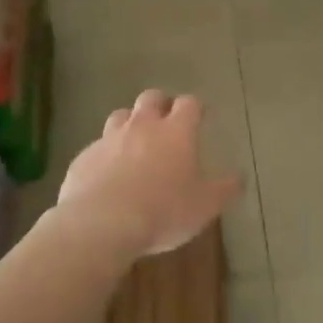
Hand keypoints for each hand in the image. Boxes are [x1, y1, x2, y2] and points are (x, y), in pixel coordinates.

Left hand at [57, 90, 243, 259]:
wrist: (101, 224)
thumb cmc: (163, 211)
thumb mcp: (206, 205)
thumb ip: (225, 189)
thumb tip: (239, 177)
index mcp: (176, 132)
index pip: (189, 104)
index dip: (195, 107)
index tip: (200, 115)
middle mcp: (142, 126)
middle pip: (151, 98)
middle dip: (160, 104)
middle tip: (166, 121)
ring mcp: (109, 139)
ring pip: (120, 116)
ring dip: (130, 123)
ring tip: (135, 142)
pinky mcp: (84, 157)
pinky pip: (97, 147)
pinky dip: (106, 153)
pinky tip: (108, 173)